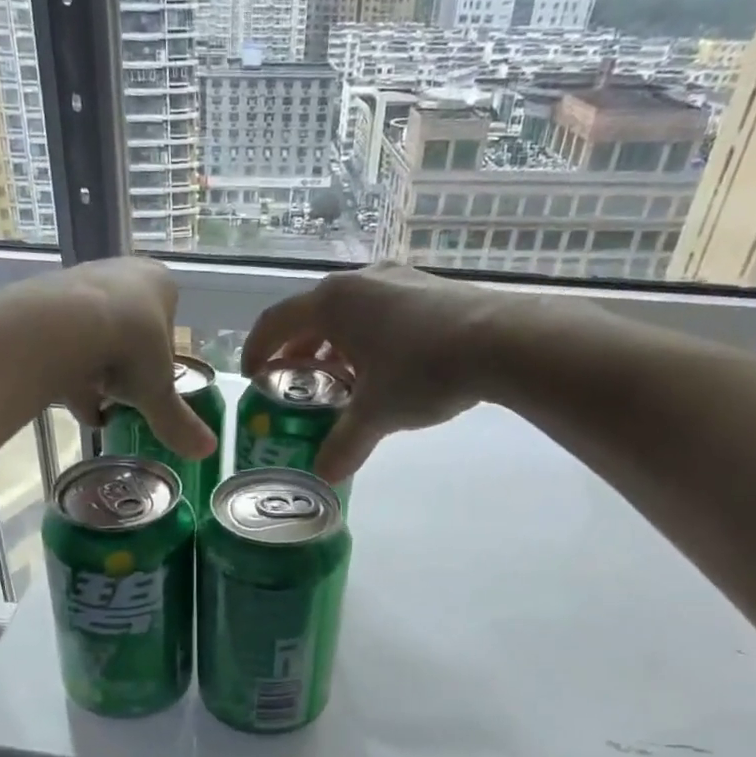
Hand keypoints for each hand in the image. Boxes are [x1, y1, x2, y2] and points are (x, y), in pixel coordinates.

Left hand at [18, 258, 215, 459]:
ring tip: (97, 410)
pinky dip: (69, 372)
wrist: (63, 328)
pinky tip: (73, 404)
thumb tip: (209, 450)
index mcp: (159, 284)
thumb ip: (178, 421)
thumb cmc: (129, 349)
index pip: (168, 324)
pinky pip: (63, 342)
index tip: (153, 385)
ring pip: (95, 336)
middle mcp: (121, 273)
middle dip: (125, 368)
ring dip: (96, 373)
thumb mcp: (158, 392)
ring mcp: (80, 283)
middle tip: (124, 398)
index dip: (161, 359)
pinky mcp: (46, 301)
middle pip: (129, 329)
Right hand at [242, 264, 500, 480]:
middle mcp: (359, 282)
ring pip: (349, 315)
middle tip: (295, 385)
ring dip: (335, 348)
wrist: (502, 341)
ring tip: (340, 383)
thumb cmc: (422, 370)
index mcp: (333, 303)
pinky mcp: (426, 289)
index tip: (253, 376)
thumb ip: (344, 444)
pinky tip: (382, 372)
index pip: (276, 322)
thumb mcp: (376, 414)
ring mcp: (396, 280)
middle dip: (298, 353)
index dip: (257, 350)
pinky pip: (379, 314)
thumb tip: (325, 476)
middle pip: (312, 317)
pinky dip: (366, 341)